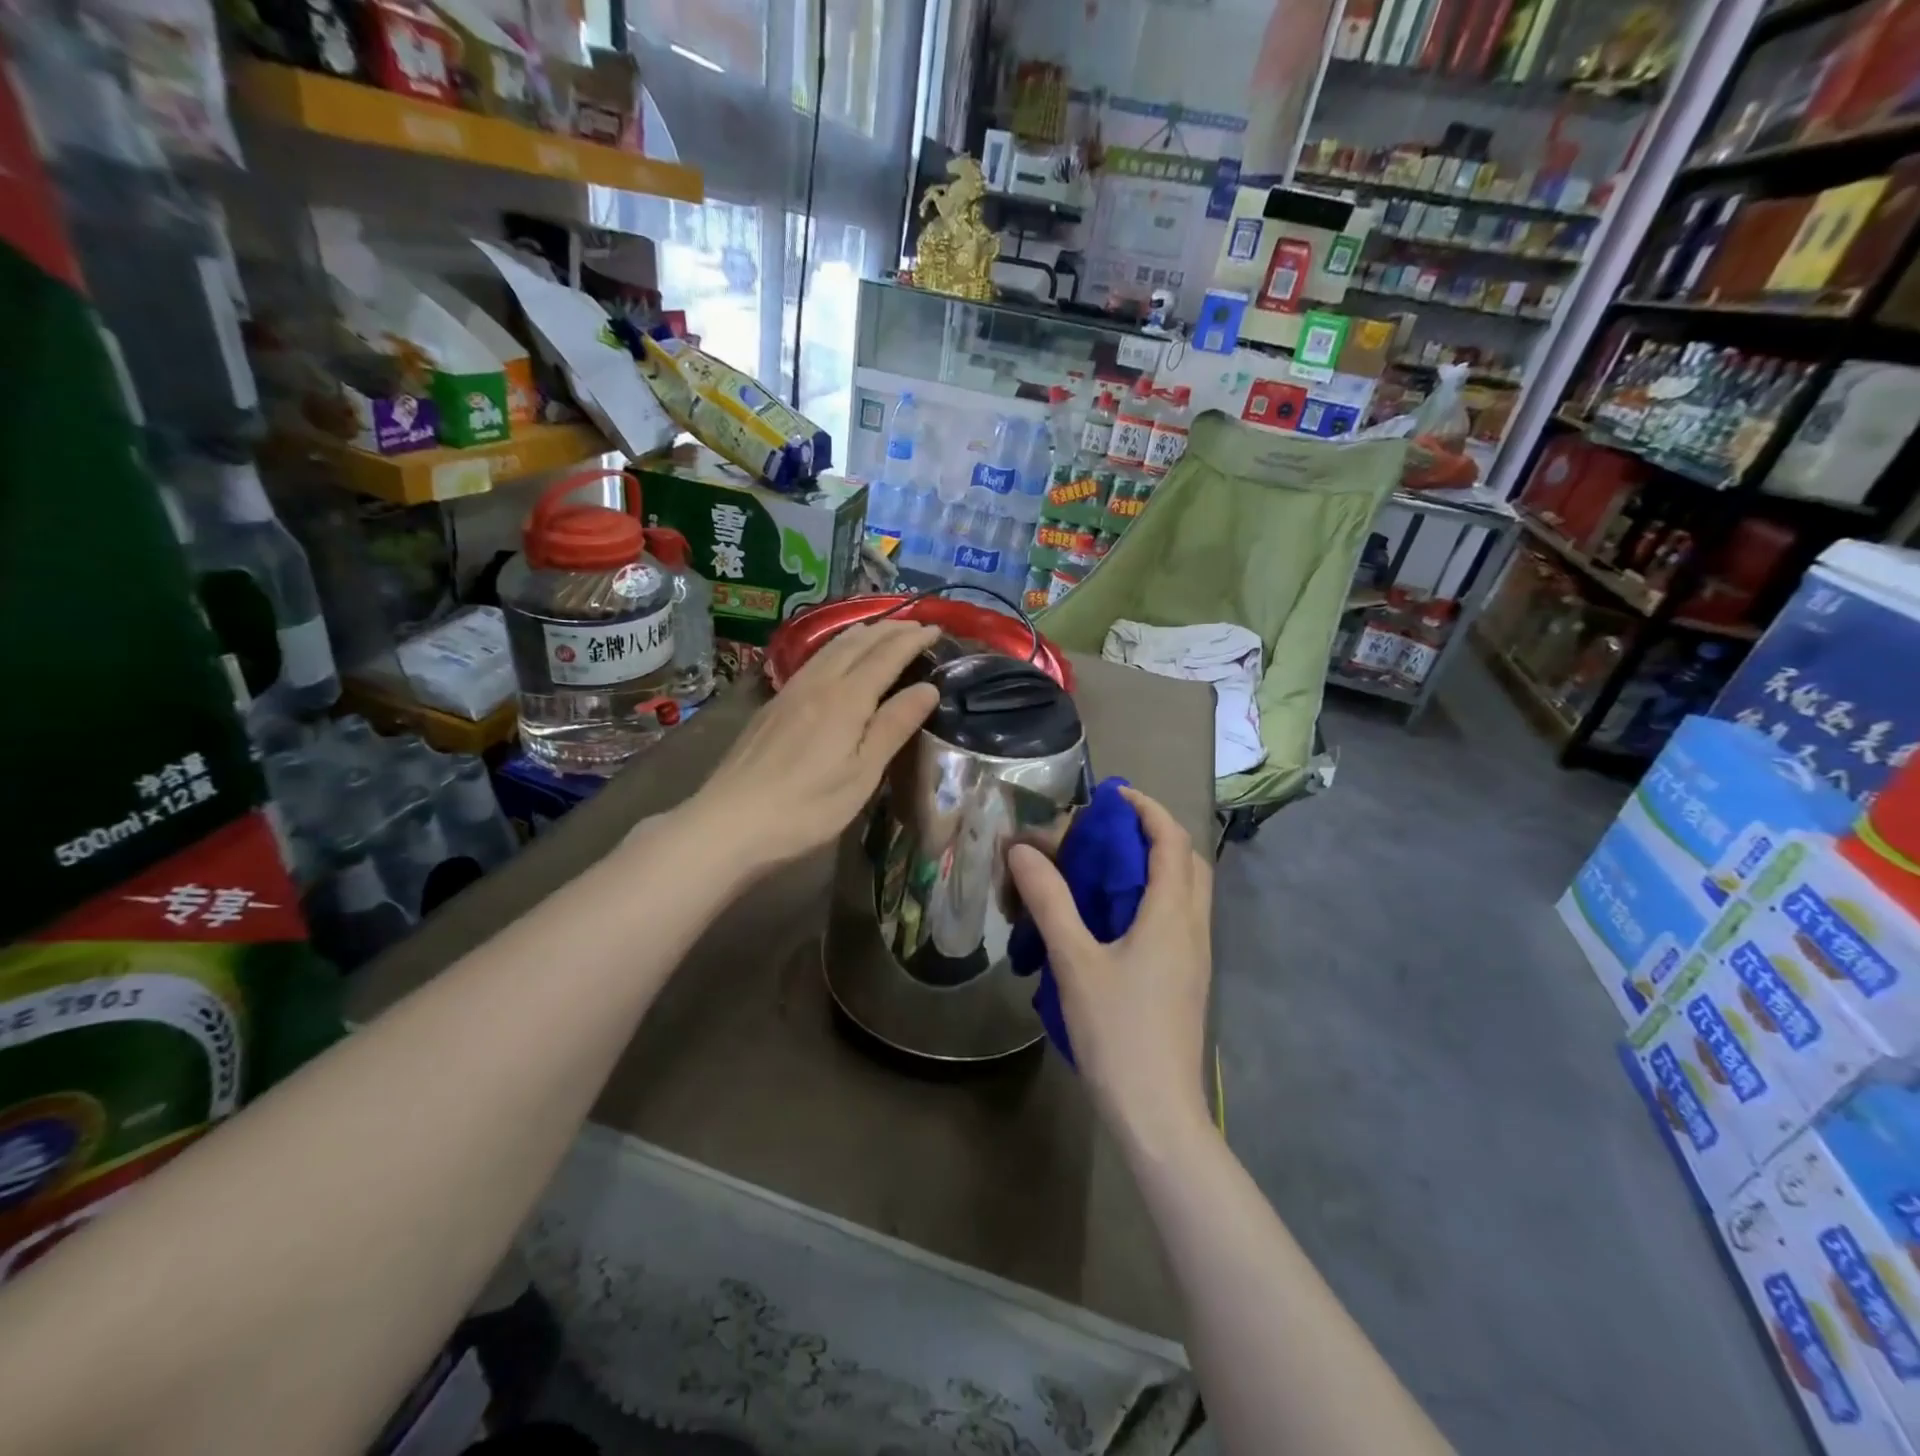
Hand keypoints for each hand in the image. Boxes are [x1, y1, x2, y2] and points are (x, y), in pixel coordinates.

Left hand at [686, 620, 940, 874]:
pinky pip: (814, 660)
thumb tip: (928, 688)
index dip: (913, 640)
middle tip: (917, 625)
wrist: (729, 822)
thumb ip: (894, 726)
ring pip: (831, 648)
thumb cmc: (806, 807)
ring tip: (881, 630)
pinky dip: (837, 648)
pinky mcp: (772, 706)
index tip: (937, 629)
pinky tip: (835, 658)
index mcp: (846, 699)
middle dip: (890, 630)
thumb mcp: (862, 774)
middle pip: (857, 644)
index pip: (886, 656)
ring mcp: (790, 692)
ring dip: (862, 634)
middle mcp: (818, 684)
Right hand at [1008, 787, 1213, 1152]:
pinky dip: (1152, 897)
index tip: (1111, 796)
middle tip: (1108, 831)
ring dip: (1154, 866)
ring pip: (1185, 891)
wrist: (1158, 1112)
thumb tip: (1023, 851)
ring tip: (1104, 868)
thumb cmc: (1118, 1032)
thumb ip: (1050, 901)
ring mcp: (1195, 956)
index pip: (1171, 841)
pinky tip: (1112, 917)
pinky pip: (1177, 917)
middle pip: (1188, 861)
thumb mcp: (1075, 962)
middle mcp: (1193, 927)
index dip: (1146, 809)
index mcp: (1171, 915)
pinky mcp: (1187, 978)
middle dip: (1155, 834)